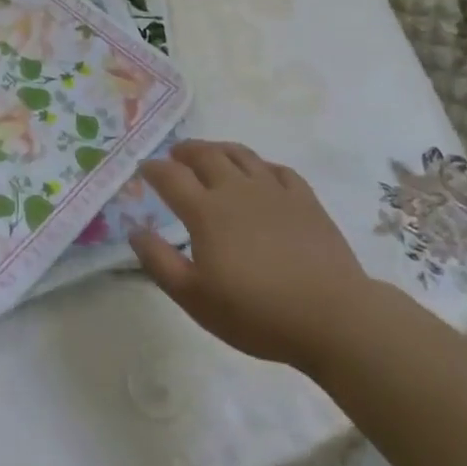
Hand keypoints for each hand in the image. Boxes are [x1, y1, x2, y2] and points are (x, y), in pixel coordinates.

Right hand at [129, 140, 369, 367]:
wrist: (332, 316)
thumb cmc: (256, 312)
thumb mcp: (195, 298)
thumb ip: (159, 262)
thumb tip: (134, 230)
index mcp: (206, 211)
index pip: (171, 176)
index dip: (154, 169)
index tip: (144, 168)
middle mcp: (236, 189)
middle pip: (205, 155)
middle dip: (185, 150)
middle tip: (175, 154)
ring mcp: (273, 190)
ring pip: (241, 154)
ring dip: (219, 149)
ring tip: (211, 153)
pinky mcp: (304, 199)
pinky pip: (278, 169)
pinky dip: (261, 165)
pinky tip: (260, 174)